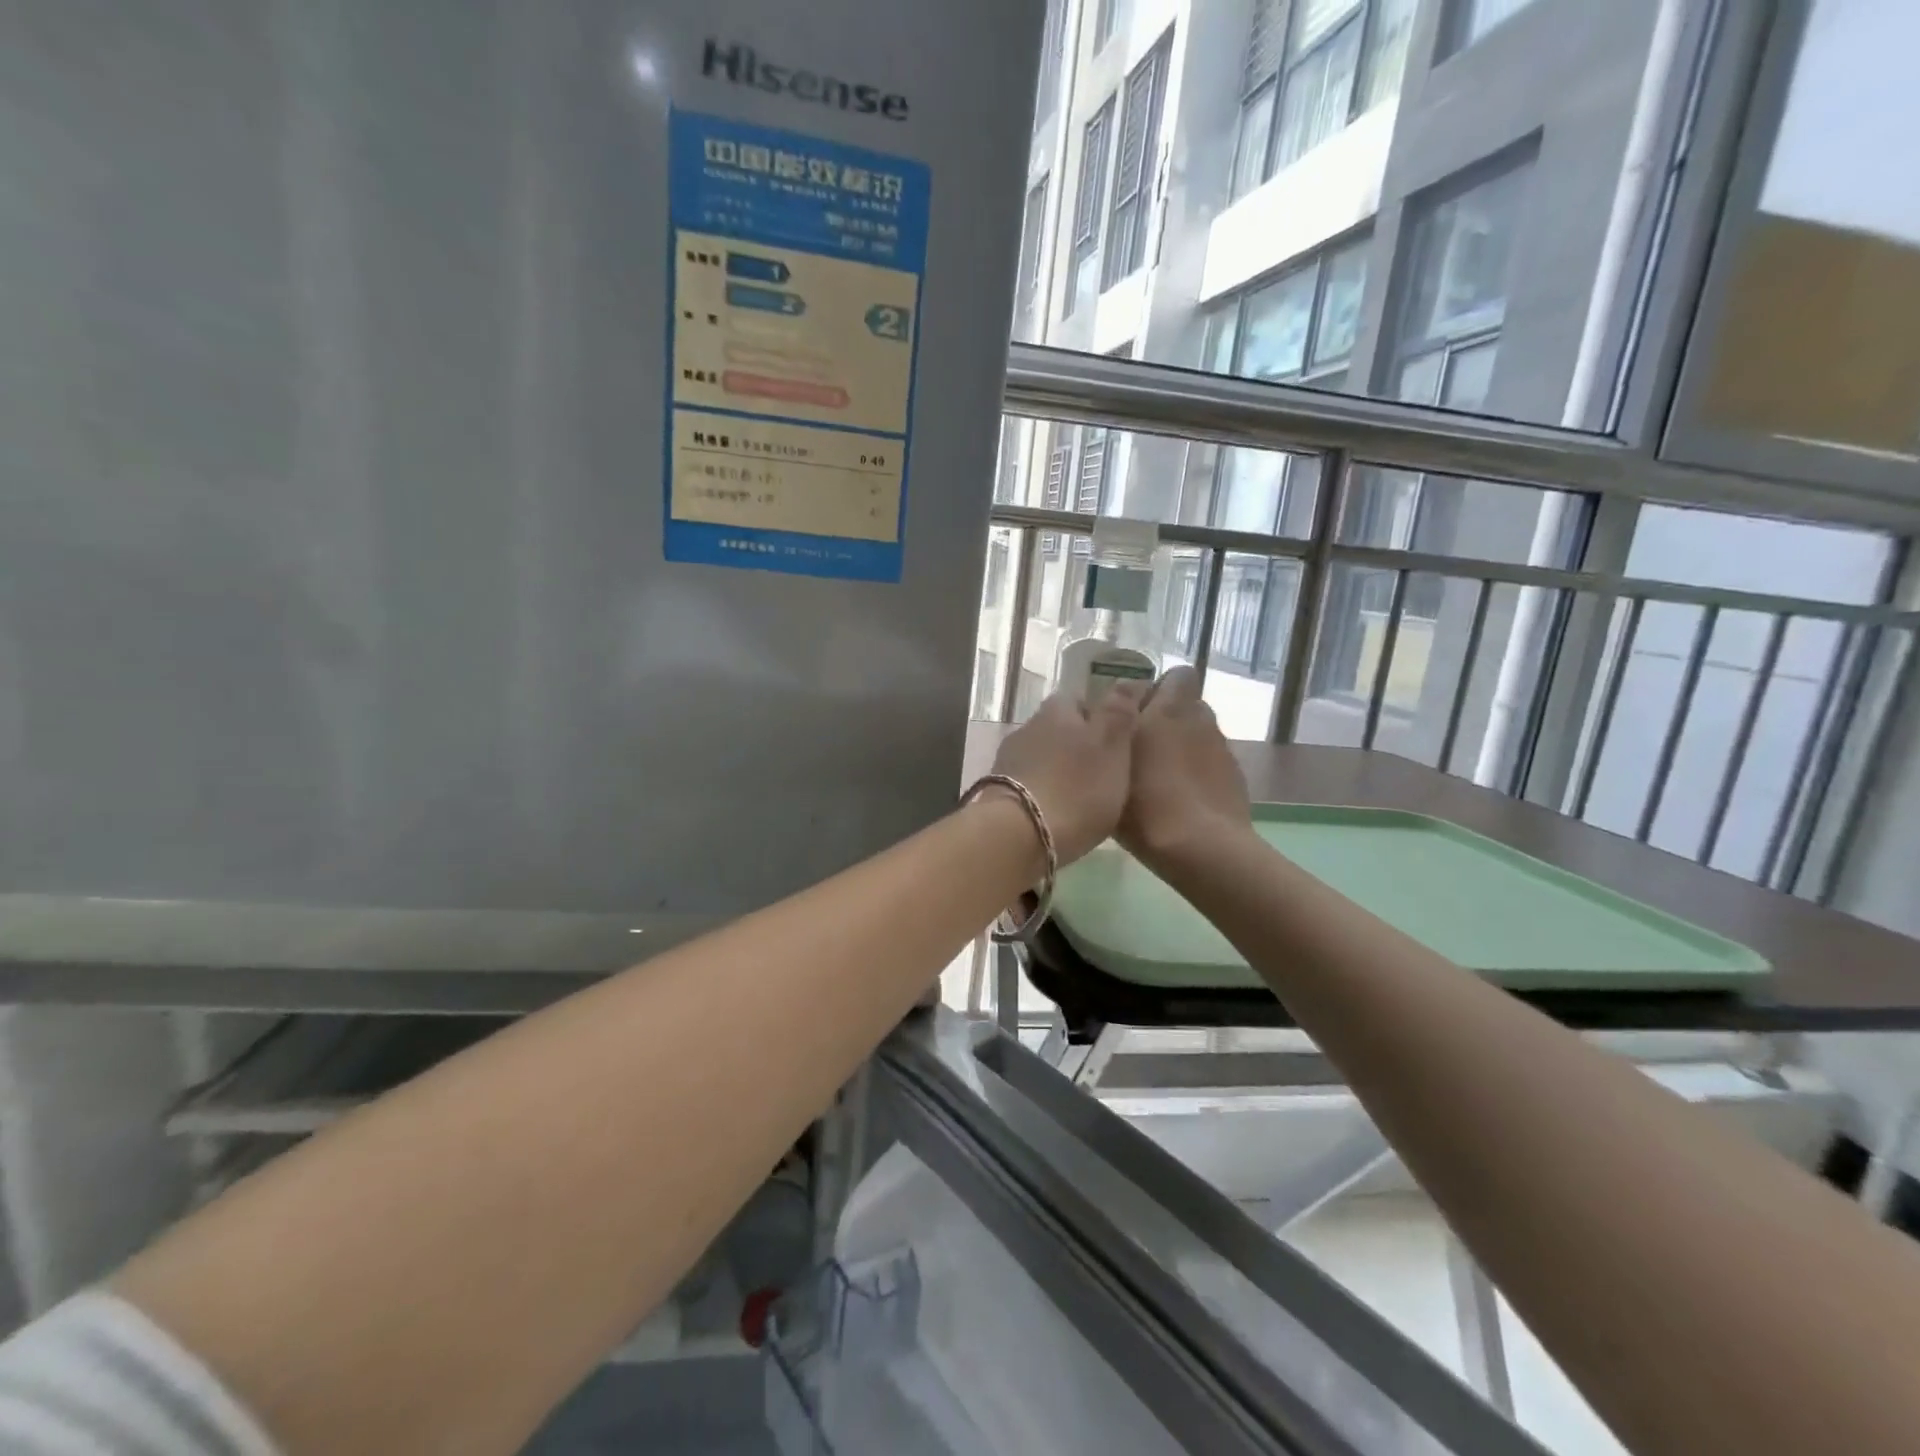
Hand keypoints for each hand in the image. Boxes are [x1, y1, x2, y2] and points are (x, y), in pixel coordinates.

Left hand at [987, 685, 1143, 864]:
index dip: (1100, 716)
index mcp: (1057, 710)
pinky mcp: (997, 792)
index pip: (1080, 700)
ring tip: (1082, 795)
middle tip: (1104, 770)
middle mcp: (1028, 727)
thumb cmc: (1075, 787)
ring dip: (1060, 770)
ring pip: (1042, 756)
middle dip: (1078, 745)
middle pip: (1058, 728)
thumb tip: (1128, 681)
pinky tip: (1057, 811)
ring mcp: (1008, 760)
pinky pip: (1030, 784)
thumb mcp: (1111, 746)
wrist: (1017, 835)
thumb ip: (1119, 712)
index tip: (1118, 739)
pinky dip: (1044, 792)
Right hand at [1118, 667, 1252, 873]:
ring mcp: (1222, 749)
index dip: (1159, 690)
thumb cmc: (1146, 803)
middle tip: (1142, 748)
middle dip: (1167, 719)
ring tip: (1160, 777)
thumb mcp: (1110, 768)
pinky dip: (1196, 772)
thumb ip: (1110, 737)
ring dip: (1182, 746)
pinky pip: (1210, 763)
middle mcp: (1200, 720)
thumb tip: (1110, 721)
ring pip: (1198, 736)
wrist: (1202, 848)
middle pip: (1186, 706)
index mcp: (1170, 709)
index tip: (1135, 714)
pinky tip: (1181, 799)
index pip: (1177, 676)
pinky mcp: (1235, 777)